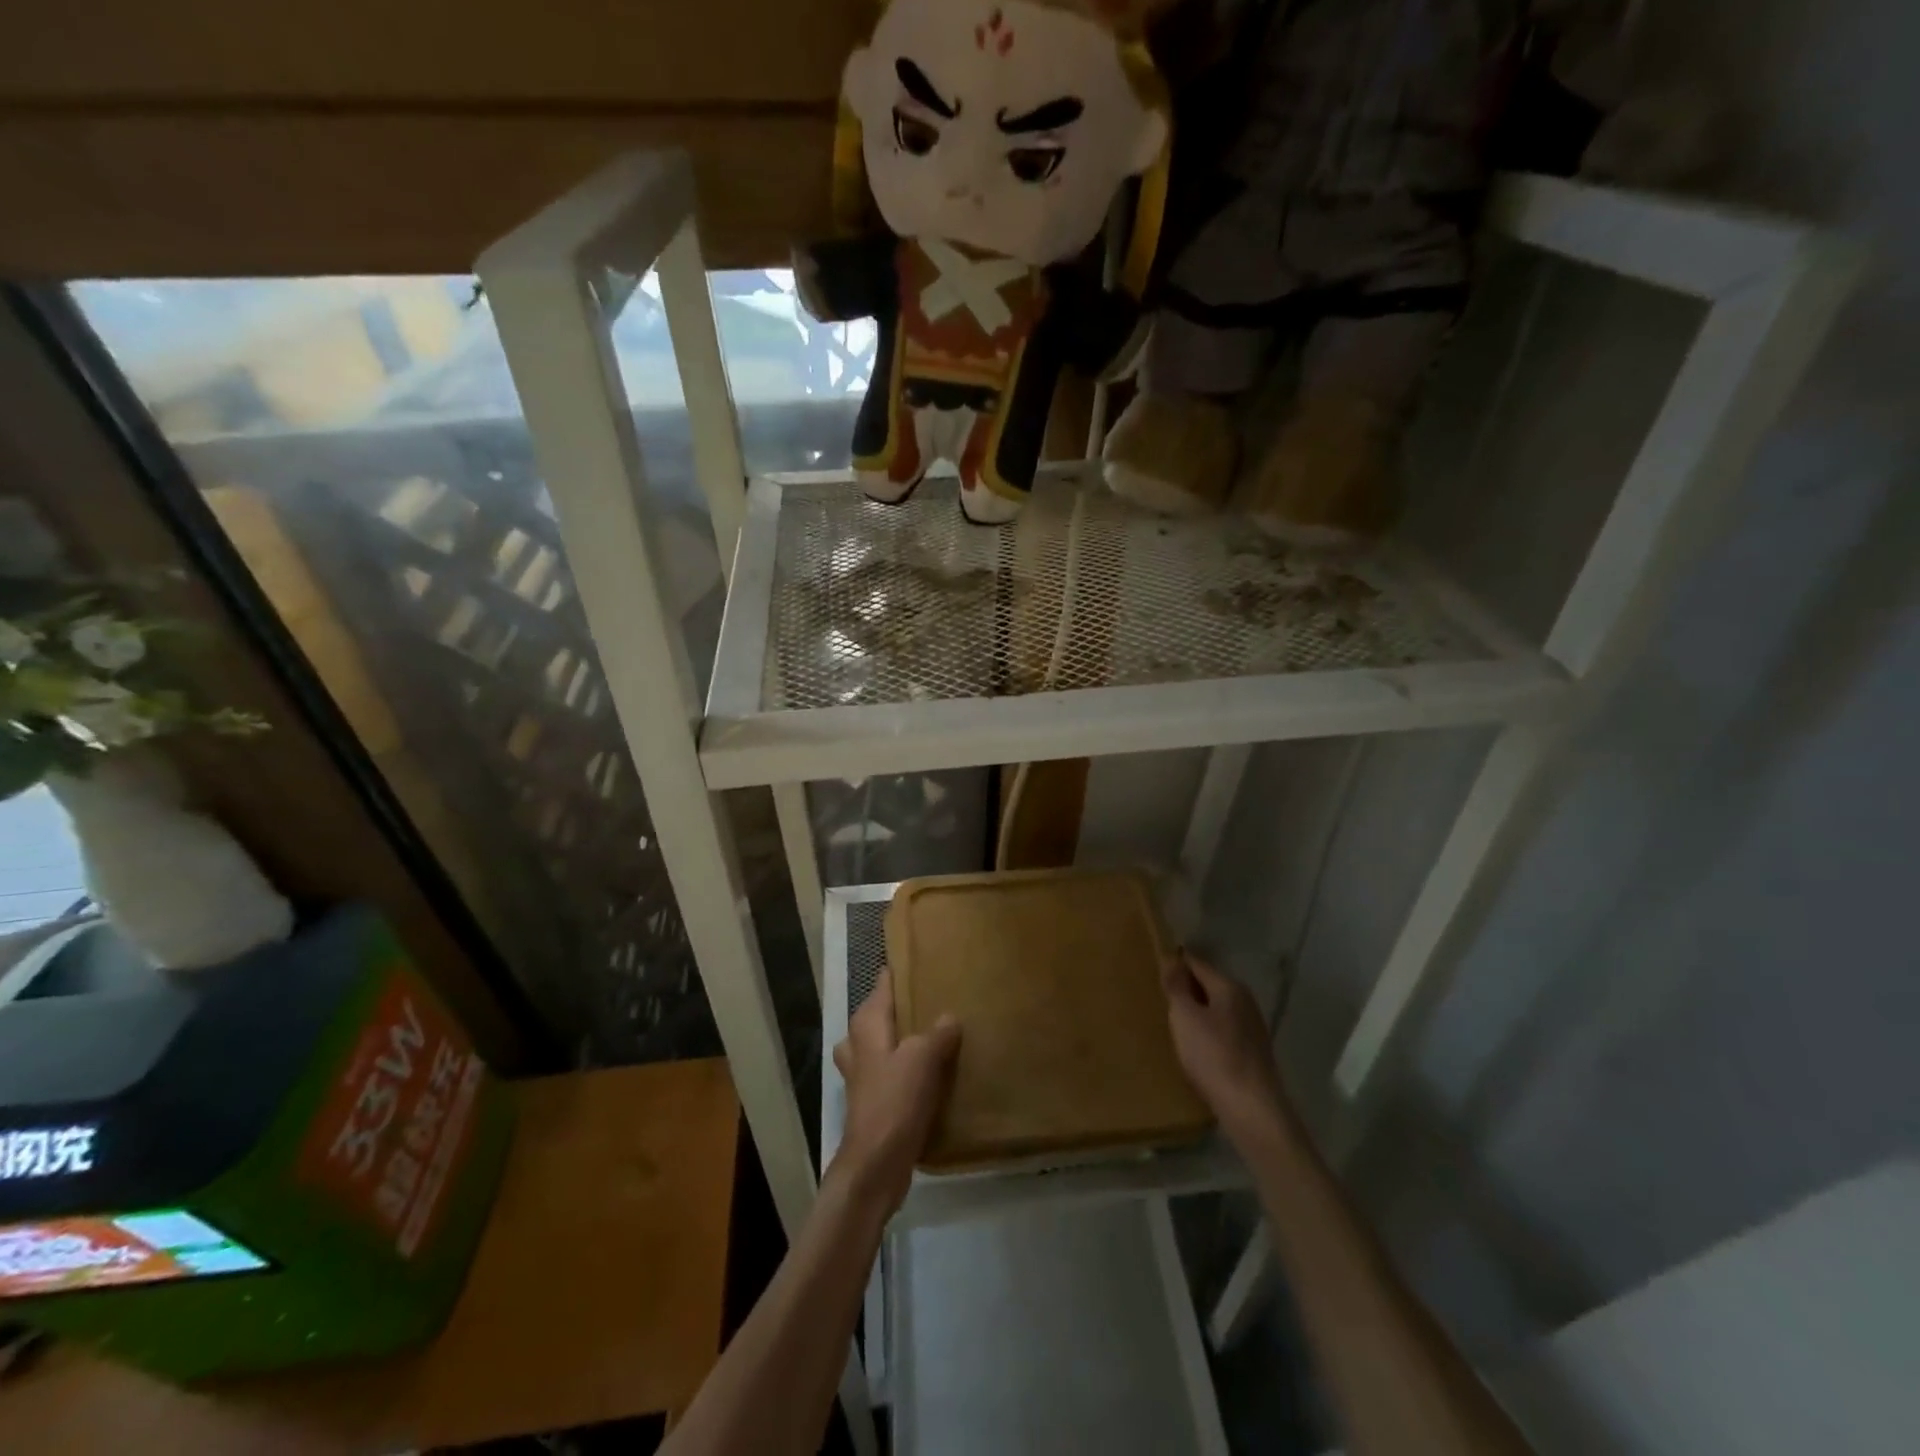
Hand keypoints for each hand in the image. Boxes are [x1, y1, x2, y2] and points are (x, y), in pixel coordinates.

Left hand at [830, 969, 960, 1213]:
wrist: (875, 1165)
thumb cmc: (895, 1102)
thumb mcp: (922, 1059)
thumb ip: (937, 1033)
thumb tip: (950, 1017)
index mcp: (867, 1026)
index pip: (882, 985)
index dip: (899, 972)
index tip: (922, 959)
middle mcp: (859, 1045)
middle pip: (880, 1014)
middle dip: (904, 1006)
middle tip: (937, 998)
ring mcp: (863, 1075)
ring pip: (884, 1044)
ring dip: (905, 1039)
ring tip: (937, 1035)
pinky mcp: (873, 1101)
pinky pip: (891, 1072)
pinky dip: (907, 1068)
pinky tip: (932, 1073)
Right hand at [1163, 952, 1285, 1148]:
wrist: (1251, 1109)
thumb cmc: (1214, 1056)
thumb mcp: (1185, 1016)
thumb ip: (1177, 985)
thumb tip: (1172, 957)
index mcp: (1229, 987)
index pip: (1197, 963)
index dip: (1175, 962)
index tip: (1153, 967)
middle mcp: (1245, 1002)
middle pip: (1209, 985)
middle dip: (1186, 988)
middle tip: (1158, 996)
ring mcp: (1252, 1028)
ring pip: (1216, 1010)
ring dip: (1196, 1012)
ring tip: (1171, 1021)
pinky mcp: (1253, 1053)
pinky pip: (1223, 1031)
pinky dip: (1207, 1032)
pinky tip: (1193, 1047)